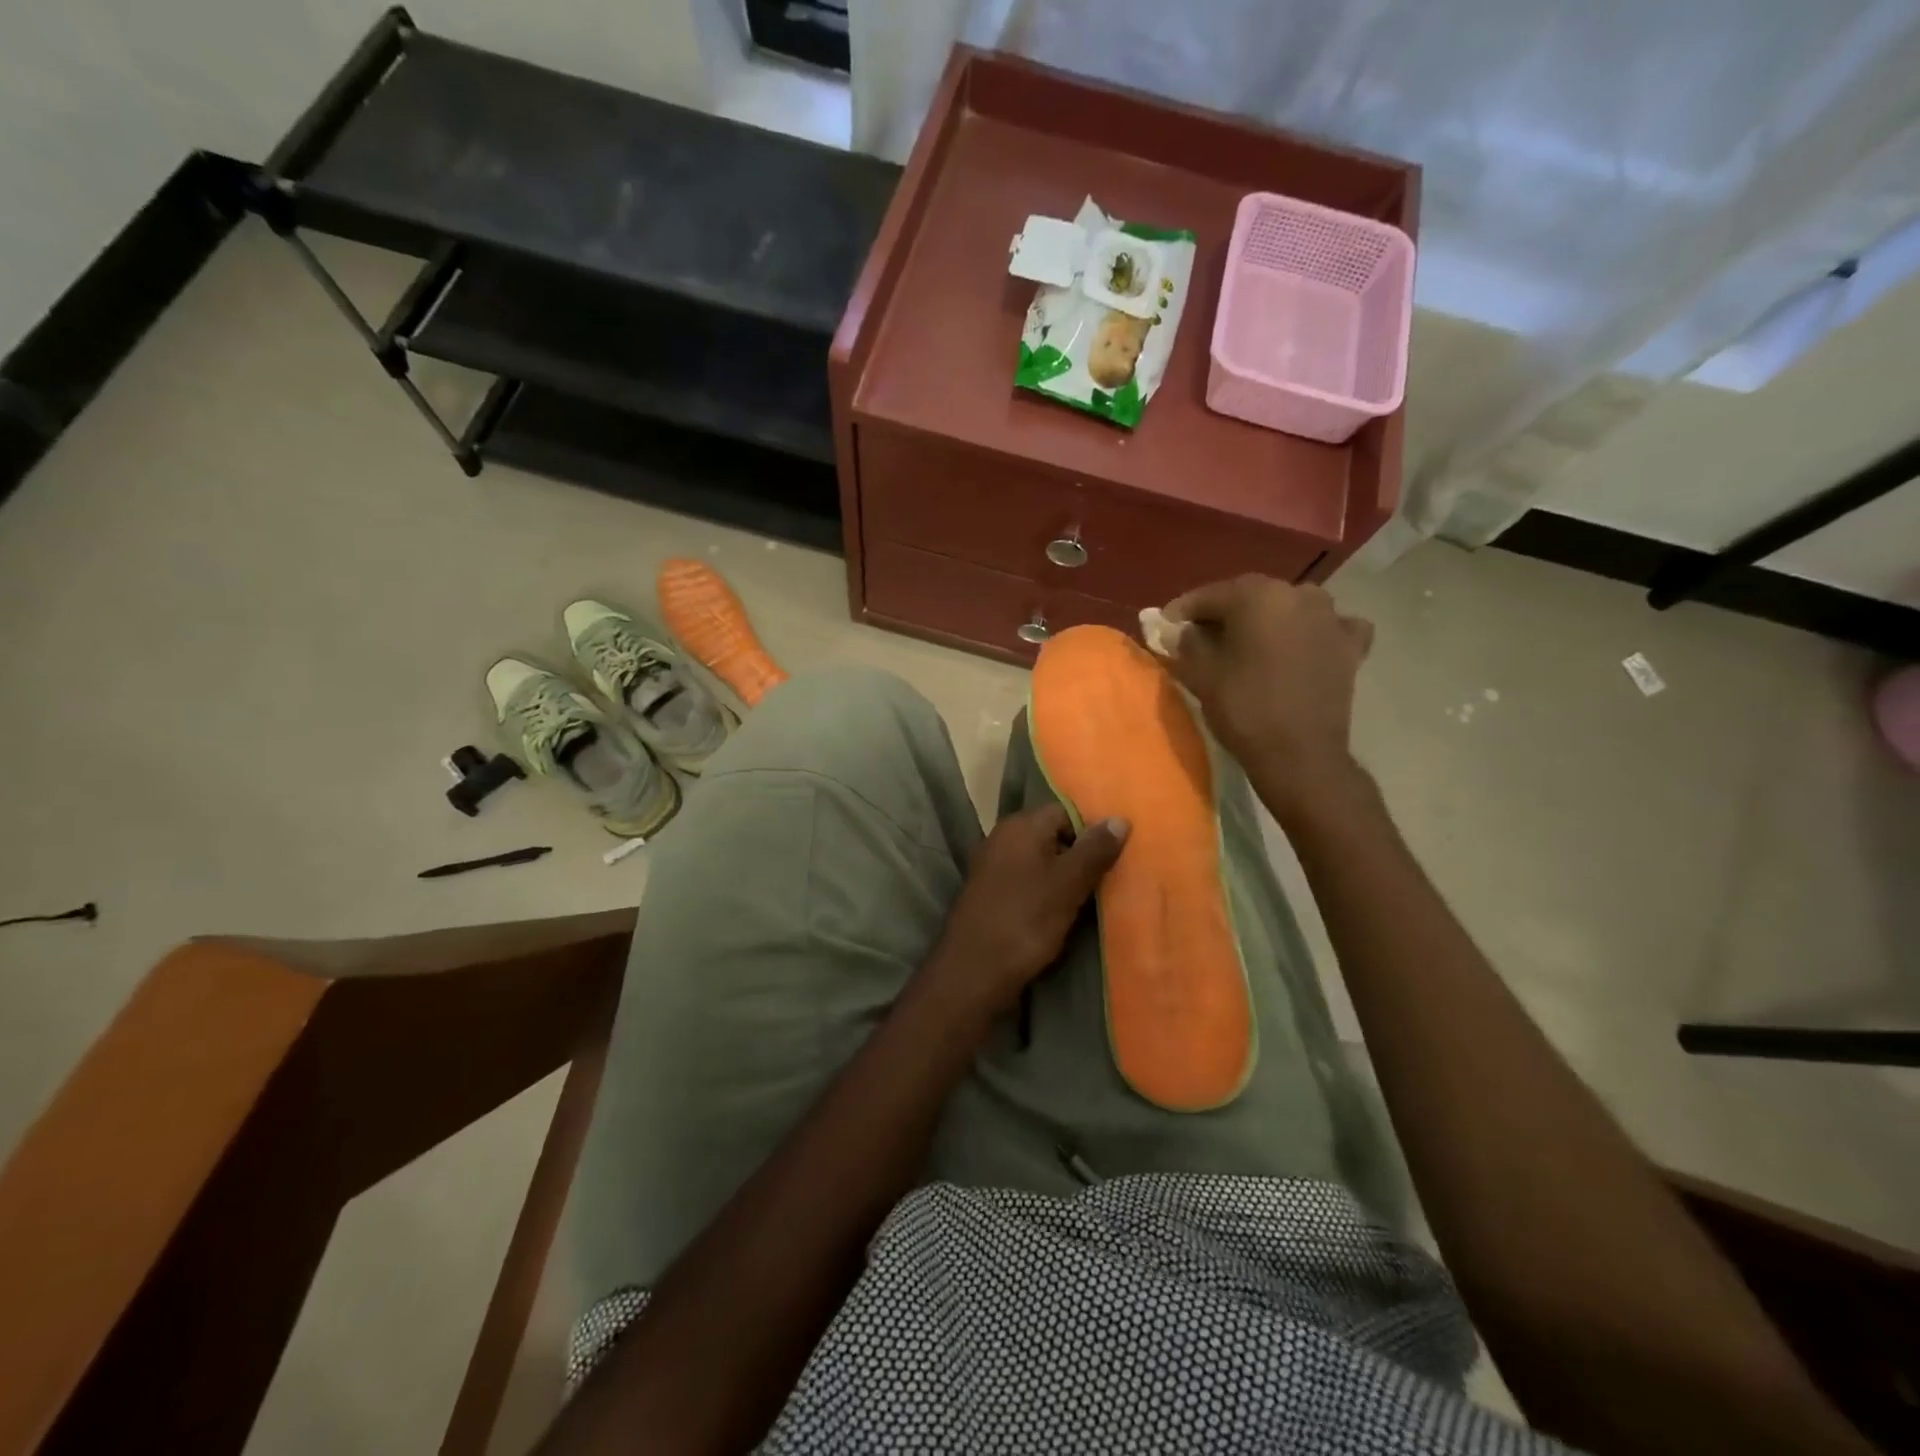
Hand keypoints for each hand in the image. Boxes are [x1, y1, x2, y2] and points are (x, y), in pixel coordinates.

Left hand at [925, 804, 1127, 1018]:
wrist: (974, 971)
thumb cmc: (1025, 920)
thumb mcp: (1068, 884)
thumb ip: (1095, 850)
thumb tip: (1120, 818)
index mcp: (1020, 826)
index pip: (1065, 811)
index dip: (1091, 832)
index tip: (1112, 859)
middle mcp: (1002, 837)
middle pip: (1052, 835)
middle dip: (1079, 856)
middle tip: (1105, 881)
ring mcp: (992, 866)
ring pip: (1039, 861)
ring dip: (1063, 879)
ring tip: (1088, 901)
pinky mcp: (989, 893)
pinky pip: (1025, 882)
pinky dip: (1044, 893)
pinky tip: (1060, 915)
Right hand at [1167, 576, 1373, 804]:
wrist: (1300, 755)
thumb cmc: (1244, 709)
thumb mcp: (1201, 675)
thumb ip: (1187, 643)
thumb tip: (1182, 631)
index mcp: (1258, 596)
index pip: (1210, 595)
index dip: (1184, 610)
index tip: (1166, 624)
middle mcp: (1298, 594)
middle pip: (1250, 597)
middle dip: (1225, 613)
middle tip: (1201, 634)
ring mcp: (1330, 618)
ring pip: (1289, 607)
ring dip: (1267, 620)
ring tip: (1249, 642)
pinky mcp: (1350, 646)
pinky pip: (1328, 627)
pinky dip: (1312, 632)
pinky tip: (1304, 646)